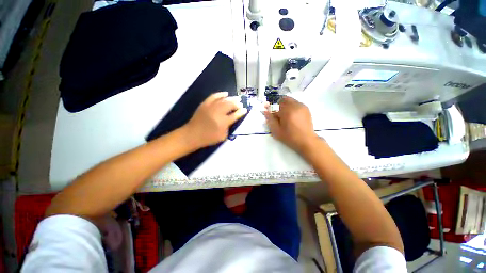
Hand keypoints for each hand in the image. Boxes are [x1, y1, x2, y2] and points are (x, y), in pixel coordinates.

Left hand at [183, 92, 246, 148]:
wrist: (192, 135)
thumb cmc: (209, 138)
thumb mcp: (223, 136)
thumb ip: (229, 127)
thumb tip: (232, 119)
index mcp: (223, 122)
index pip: (235, 115)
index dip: (241, 112)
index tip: (245, 109)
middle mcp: (218, 113)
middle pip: (230, 105)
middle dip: (237, 104)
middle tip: (240, 104)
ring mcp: (211, 107)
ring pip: (223, 99)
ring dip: (231, 98)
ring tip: (236, 98)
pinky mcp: (205, 104)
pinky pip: (214, 96)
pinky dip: (220, 94)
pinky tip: (225, 94)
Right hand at [263, 96, 318, 153]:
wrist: (306, 141)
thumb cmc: (290, 137)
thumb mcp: (276, 131)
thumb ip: (270, 120)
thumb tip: (265, 111)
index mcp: (287, 111)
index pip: (276, 105)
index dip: (271, 109)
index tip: (271, 114)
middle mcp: (295, 106)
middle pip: (284, 99)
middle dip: (279, 105)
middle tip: (278, 115)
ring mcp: (302, 106)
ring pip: (290, 100)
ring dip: (285, 105)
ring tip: (285, 116)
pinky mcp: (306, 109)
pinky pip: (296, 103)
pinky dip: (292, 107)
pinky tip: (292, 116)